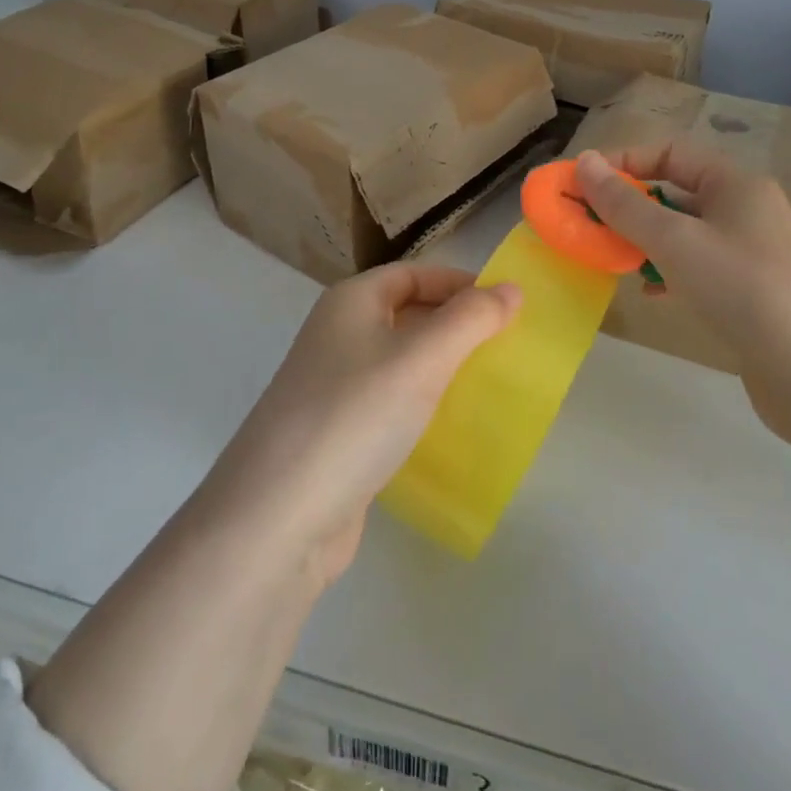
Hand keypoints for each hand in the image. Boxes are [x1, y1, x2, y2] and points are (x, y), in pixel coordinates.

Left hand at [200, 264, 520, 582]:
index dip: (460, 283)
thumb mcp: (422, 358)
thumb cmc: (355, 415)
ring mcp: (333, 387)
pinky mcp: (338, 433)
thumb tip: (511, 288)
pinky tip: (448, 426)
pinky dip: (421, 405)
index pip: (414, 274)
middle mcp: (337, 335)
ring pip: (399, 361)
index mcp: (350, 302)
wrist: (279, 516)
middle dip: (454, 325)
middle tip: (504, 347)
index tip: (507, 307)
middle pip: (406, 313)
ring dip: (441, 367)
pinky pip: (389, 403)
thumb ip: (471, 319)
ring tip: (486, 383)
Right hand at [574, 145, 790, 438]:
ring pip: (686, 234)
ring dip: (646, 242)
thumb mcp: (676, 241)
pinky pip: (699, 269)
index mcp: (736, 184)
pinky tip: (651, 295)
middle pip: (676, 193)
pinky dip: (669, 274)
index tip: (583, 186)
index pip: (670, 152)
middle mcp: (748, 211)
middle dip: (630, 207)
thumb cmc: (745, 290)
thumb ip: (626, 204)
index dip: (624, 162)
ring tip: (613, 261)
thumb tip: (585, 162)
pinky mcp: (754, 294)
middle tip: (589, 228)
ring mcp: (754, 254)